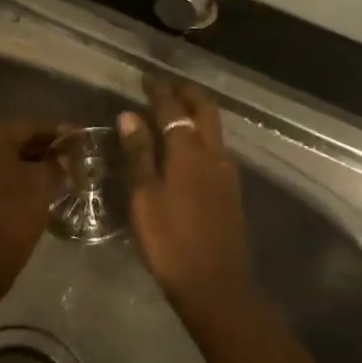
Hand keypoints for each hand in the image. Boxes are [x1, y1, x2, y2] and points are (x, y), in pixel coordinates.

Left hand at [0, 123, 57, 295]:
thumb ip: (55, 163)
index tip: (79, 139)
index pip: (29, 127)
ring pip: (2, 162)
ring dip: (28, 167)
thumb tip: (62, 157)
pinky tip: (33, 192)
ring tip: (57, 176)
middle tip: (71, 159)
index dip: (57, 134)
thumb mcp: (41, 184)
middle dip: (42, 151)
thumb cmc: (11, 215)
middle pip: (13, 143)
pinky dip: (12, 182)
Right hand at [119, 81, 255, 320]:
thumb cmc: (169, 240)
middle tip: (166, 87)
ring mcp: (227, 173)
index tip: (147, 79)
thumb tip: (130, 115)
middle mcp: (214, 154)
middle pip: (205, 111)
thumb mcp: (144, 196)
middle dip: (187, 93)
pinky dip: (202, 136)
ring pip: (215, 129)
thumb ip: (139, 154)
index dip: (160, 91)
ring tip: (175, 112)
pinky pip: (216, 149)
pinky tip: (188, 149)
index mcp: (189, 152)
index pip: (174, 109)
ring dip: (197, 113)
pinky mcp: (231, 191)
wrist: (214, 284)